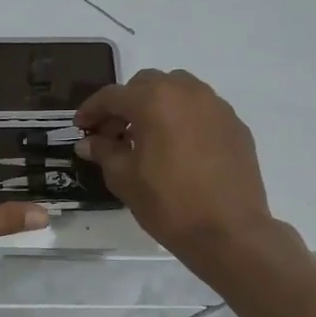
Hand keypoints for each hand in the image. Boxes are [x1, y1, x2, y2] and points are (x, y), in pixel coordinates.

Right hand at [75, 69, 276, 261]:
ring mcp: (216, 106)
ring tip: (147, 137)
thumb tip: (88, 142)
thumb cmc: (169, 203)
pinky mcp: (235, 124)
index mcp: (154, 100)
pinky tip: (178, 148)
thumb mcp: (124, 179)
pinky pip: (201, 110)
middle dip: (125, 104)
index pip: (113, 95)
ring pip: (177, 90)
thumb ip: (104, 152)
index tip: (80, 127)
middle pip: (146, 84)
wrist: (229, 232)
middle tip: (113, 133)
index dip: (91, 110)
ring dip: (156, 105)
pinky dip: (183, 119)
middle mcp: (187, 92)